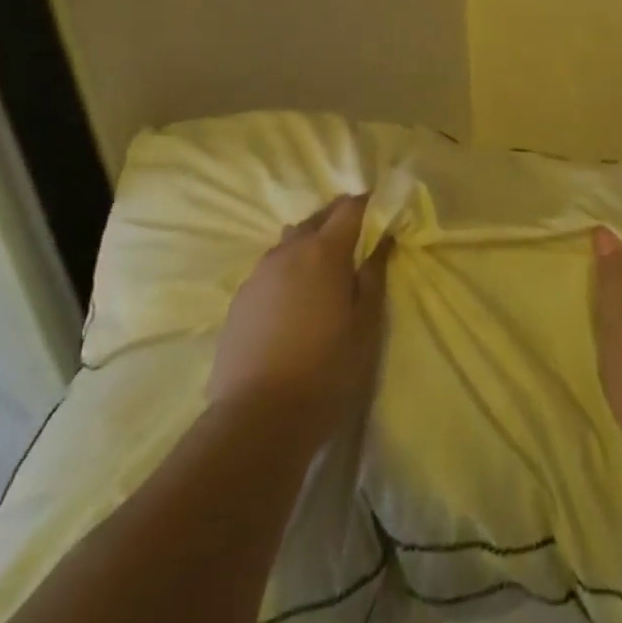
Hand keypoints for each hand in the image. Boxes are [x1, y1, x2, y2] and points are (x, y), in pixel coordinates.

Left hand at [208, 194, 391, 443]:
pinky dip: (287, 271)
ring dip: (309, 245)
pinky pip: (270, 270)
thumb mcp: (366, 325)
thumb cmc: (326, 369)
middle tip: (357, 239)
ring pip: (289, 243)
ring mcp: (258, 274)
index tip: (382, 210)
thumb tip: (383, 240)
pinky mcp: (239, 300)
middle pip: (316, 219)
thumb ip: (374, 275)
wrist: (257, 418)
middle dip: (338, 220)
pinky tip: (294, 300)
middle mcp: (288, 252)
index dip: (367, 204)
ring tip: (324, 271)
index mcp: (324, 252)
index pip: (350, 208)